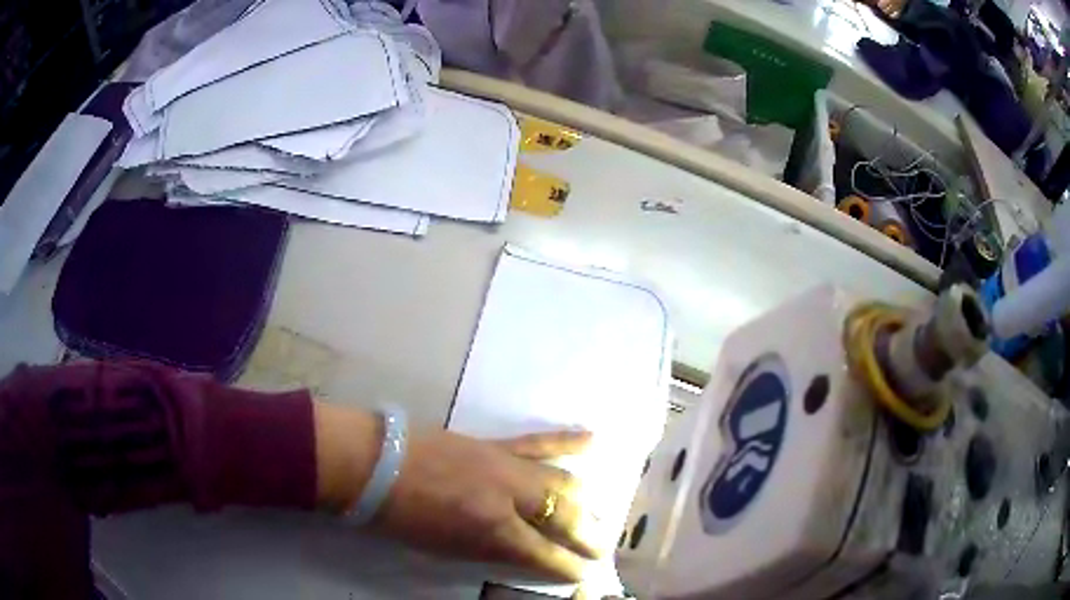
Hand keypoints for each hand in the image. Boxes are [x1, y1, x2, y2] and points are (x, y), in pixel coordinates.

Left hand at [374, 428, 603, 581]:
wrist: (376, 464)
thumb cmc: (403, 518)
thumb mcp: (449, 548)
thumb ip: (493, 550)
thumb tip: (528, 552)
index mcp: (493, 530)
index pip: (546, 554)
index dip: (568, 568)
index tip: (583, 575)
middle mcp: (510, 497)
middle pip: (564, 515)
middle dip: (587, 535)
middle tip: (599, 548)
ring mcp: (506, 465)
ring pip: (562, 480)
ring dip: (583, 500)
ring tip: (595, 514)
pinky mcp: (495, 444)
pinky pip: (539, 442)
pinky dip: (569, 441)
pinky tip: (593, 440)